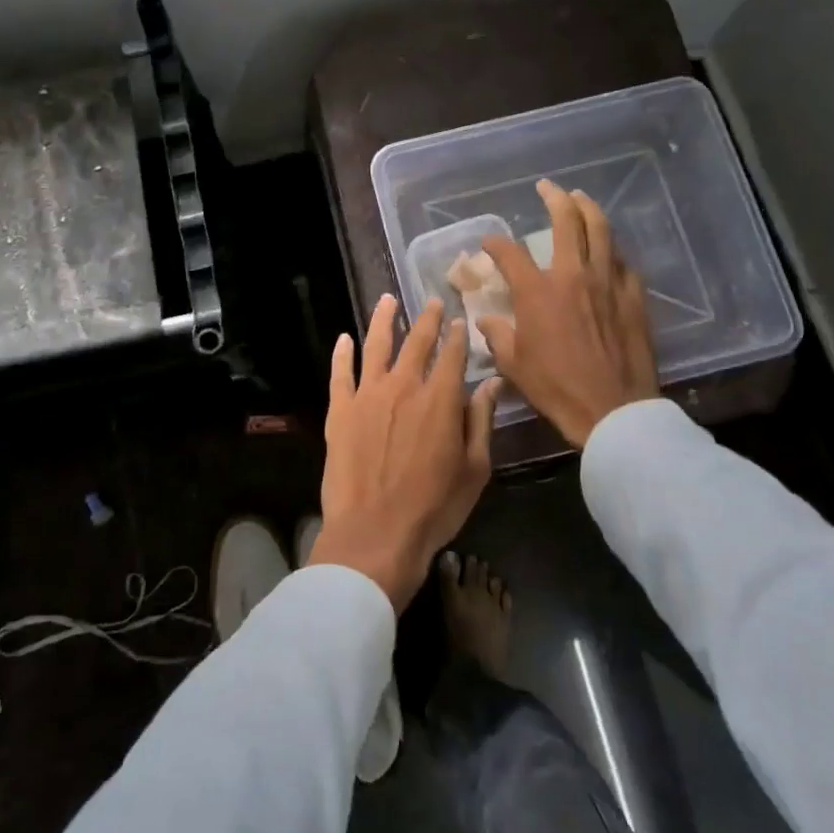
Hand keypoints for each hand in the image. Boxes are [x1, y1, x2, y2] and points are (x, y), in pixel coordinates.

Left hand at [312, 295, 502, 612]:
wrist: (375, 533)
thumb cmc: (434, 507)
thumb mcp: (474, 469)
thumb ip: (481, 420)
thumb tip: (493, 382)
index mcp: (441, 399)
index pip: (452, 354)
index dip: (458, 335)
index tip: (461, 320)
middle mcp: (404, 386)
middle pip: (417, 342)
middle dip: (427, 319)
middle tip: (432, 302)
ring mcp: (367, 395)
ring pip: (376, 345)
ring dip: (384, 319)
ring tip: (388, 299)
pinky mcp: (339, 410)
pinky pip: (340, 373)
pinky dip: (342, 353)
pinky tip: (344, 338)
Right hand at [479, 180, 658, 448]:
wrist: (612, 409)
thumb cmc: (556, 387)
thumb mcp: (513, 364)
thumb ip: (498, 335)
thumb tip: (487, 321)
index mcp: (538, 291)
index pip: (510, 252)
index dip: (495, 243)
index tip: (489, 243)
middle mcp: (572, 275)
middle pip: (566, 222)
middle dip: (554, 198)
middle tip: (547, 187)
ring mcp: (607, 283)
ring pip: (601, 231)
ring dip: (588, 209)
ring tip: (580, 197)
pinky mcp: (633, 296)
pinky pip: (622, 262)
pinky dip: (611, 250)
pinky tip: (608, 251)